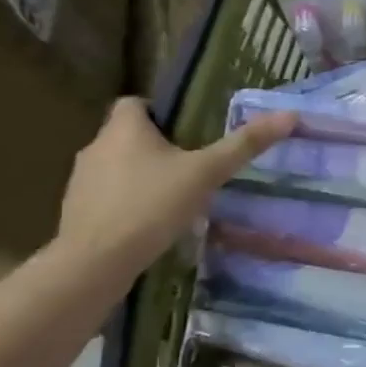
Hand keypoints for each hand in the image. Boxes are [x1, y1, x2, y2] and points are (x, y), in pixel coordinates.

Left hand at [57, 99, 296, 268]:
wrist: (94, 263)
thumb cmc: (151, 206)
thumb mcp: (206, 173)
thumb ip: (244, 145)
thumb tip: (289, 115)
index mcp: (123, 128)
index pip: (135, 102)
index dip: (161, 111)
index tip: (189, 130)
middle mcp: (96, 147)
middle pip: (129, 136)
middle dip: (158, 147)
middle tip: (194, 165)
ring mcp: (81, 182)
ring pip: (118, 167)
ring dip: (143, 176)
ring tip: (177, 196)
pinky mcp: (77, 213)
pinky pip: (109, 197)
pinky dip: (129, 204)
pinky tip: (153, 224)